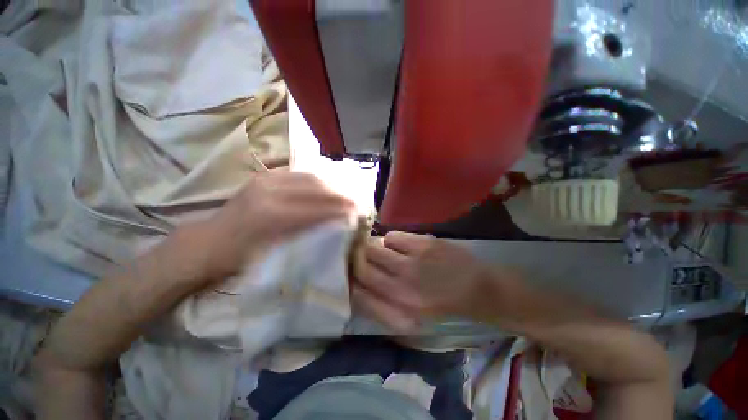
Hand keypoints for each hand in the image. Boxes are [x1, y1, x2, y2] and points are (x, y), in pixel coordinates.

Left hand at [177, 171, 354, 283]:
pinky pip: (298, 174)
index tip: (355, 212)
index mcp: (270, 215)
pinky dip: (316, 180)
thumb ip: (304, 237)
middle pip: (315, 188)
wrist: (209, 240)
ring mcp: (266, 179)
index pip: (315, 209)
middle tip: (354, 201)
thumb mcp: (274, 254)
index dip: (338, 210)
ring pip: (309, 177)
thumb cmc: (239, 256)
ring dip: (330, 185)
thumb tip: (332, 227)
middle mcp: (270, 190)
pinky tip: (326, 186)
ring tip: (344, 193)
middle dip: (338, 195)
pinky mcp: (265, 175)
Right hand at [352, 231, 493, 332]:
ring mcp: (413, 261)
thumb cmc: (443, 304)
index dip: (350, 276)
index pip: (359, 288)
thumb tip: (360, 282)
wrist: (480, 289)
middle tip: (360, 255)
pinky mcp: (424, 243)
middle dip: (357, 259)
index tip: (349, 269)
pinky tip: (400, 244)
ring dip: (374, 247)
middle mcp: (402, 284)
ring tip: (384, 250)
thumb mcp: (412, 312)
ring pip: (375, 247)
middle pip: (362, 265)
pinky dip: (391, 240)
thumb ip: (384, 300)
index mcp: (399, 306)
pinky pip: (393, 236)